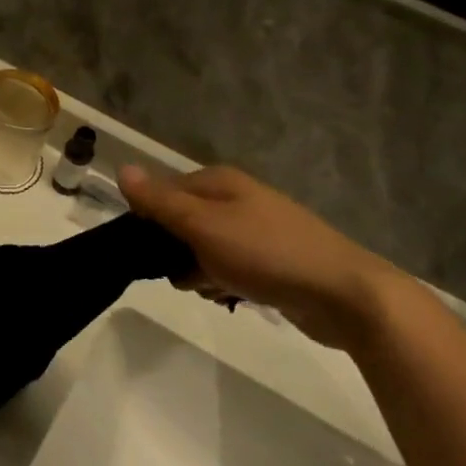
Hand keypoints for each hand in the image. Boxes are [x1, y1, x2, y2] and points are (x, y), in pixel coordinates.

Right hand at [119, 164, 407, 354]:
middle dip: (175, 251)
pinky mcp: (270, 260)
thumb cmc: (265, 253)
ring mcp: (255, 230)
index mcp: (218, 182)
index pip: (162, 192)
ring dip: (198, 271)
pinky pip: (228, 267)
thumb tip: (121, 169)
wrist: (343, 294)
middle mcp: (236, 199)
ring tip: (212, 287)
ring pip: (203, 248)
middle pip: (181, 222)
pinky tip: (230, 297)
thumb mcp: (203, 226)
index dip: (148, 221)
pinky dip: (223, 281)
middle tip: (184, 273)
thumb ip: (160, 201)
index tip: (144, 251)